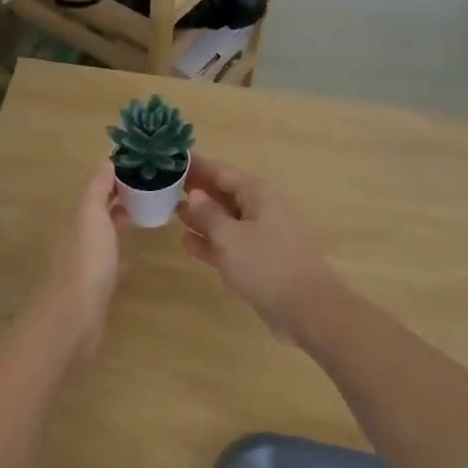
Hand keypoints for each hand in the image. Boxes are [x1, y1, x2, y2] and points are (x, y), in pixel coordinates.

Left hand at [34, 160, 125, 354]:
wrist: (72, 318)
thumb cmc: (86, 261)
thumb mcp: (91, 216)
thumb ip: (97, 189)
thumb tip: (106, 161)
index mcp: (77, 218)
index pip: (96, 189)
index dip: (114, 177)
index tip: (141, 167)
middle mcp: (77, 238)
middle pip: (98, 212)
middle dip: (118, 199)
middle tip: (150, 189)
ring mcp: (84, 264)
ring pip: (103, 237)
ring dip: (118, 226)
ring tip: (144, 217)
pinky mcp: (94, 289)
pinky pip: (109, 266)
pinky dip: (120, 258)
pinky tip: (133, 261)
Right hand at [177, 157, 336, 338]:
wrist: (305, 308)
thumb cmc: (266, 264)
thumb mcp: (229, 236)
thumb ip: (208, 213)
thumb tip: (195, 193)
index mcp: (257, 194)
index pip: (220, 171)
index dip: (195, 165)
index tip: (169, 158)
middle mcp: (260, 209)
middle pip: (222, 193)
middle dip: (196, 189)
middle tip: (163, 185)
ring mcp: (260, 235)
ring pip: (224, 219)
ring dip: (200, 215)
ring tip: (169, 209)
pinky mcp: (258, 260)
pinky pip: (229, 243)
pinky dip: (210, 241)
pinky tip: (186, 241)